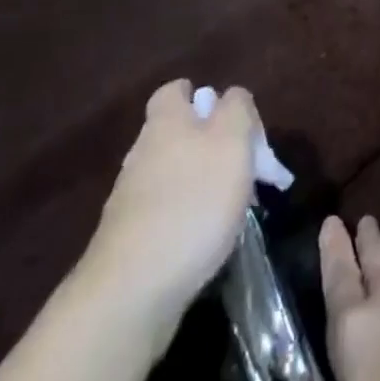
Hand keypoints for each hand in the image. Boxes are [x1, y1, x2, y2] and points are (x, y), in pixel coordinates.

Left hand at [81, 80, 257, 310]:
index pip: (177, 90)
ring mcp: (132, 196)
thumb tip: (232, 97)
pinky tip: (209, 235)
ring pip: (175, 171)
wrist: (133, 290)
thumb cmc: (193, 203)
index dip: (205, 97)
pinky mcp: (131, 236)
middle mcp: (143, 152)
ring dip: (205, 181)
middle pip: (179, 132)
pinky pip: (168, 208)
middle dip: (213, 143)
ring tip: (237, 206)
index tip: (235, 121)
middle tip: (248, 168)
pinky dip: (191, 214)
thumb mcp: (232, 141)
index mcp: (166, 122)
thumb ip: (237, 109)